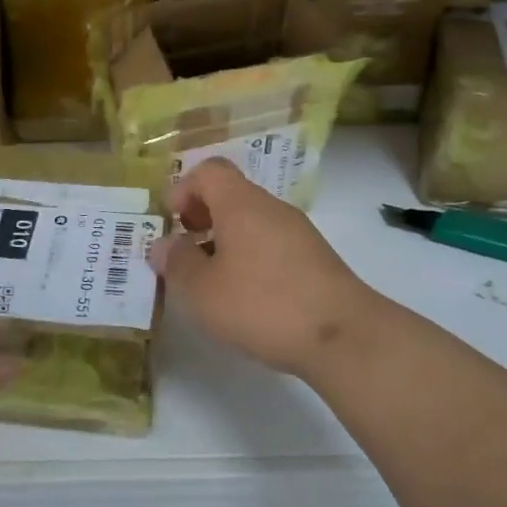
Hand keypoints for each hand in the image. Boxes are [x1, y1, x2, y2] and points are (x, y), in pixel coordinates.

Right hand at [148, 158, 377, 378]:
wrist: (343, 336)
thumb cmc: (263, 305)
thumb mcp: (203, 290)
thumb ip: (177, 263)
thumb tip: (163, 244)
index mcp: (241, 203)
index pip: (209, 170)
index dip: (184, 189)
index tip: (171, 222)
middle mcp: (272, 207)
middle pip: (231, 194)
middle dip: (202, 218)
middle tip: (185, 253)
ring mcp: (298, 232)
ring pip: (252, 221)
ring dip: (225, 241)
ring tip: (212, 281)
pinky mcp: (315, 259)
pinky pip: (272, 243)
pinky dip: (251, 258)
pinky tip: (248, 297)